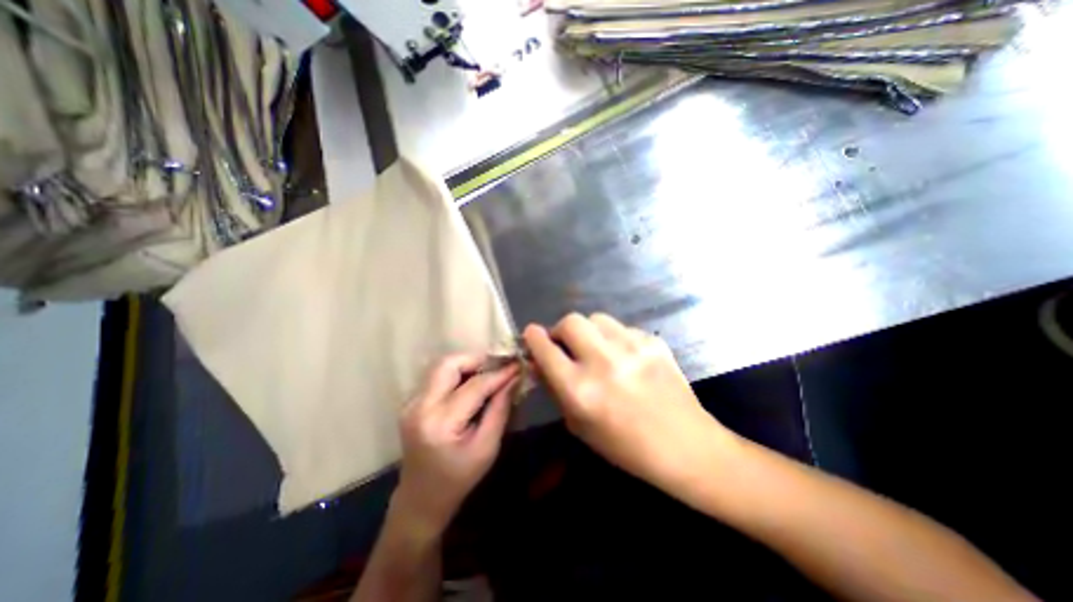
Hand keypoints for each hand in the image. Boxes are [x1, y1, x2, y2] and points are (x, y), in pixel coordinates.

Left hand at [392, 354, 520, 536]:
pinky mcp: (411, 402)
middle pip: (449, 364)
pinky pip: (437, 376)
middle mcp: (420, 406)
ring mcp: (411, 402)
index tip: (518, 364)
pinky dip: (457, 373)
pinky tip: (471, 384)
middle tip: (499, 367)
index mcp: (440, 423)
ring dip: (468, 364)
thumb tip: (514, 378)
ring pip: (442, 366)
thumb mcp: (487, 447)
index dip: (499, 373)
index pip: (475, 386)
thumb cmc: (459, 479)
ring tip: (488, 374)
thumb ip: (500, 409)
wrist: (421, 499)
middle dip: (477, 360)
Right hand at [526, 314, 734, 492]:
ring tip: (596, 348)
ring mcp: (632, 348)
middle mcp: (603, 362)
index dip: (533, 337)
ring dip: (588, 331)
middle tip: (566, 344)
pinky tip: (624, 357)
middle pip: (570, 321)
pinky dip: (614, 338)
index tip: (531, 333)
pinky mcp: (653, 341)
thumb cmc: (625, 446)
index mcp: (580, 389)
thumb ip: (556, 389)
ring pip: (596, 318)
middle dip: (561, 330)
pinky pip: (622, 328)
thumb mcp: (579, 424)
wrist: (685, 445)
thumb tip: (541, 361)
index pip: (546, 349)